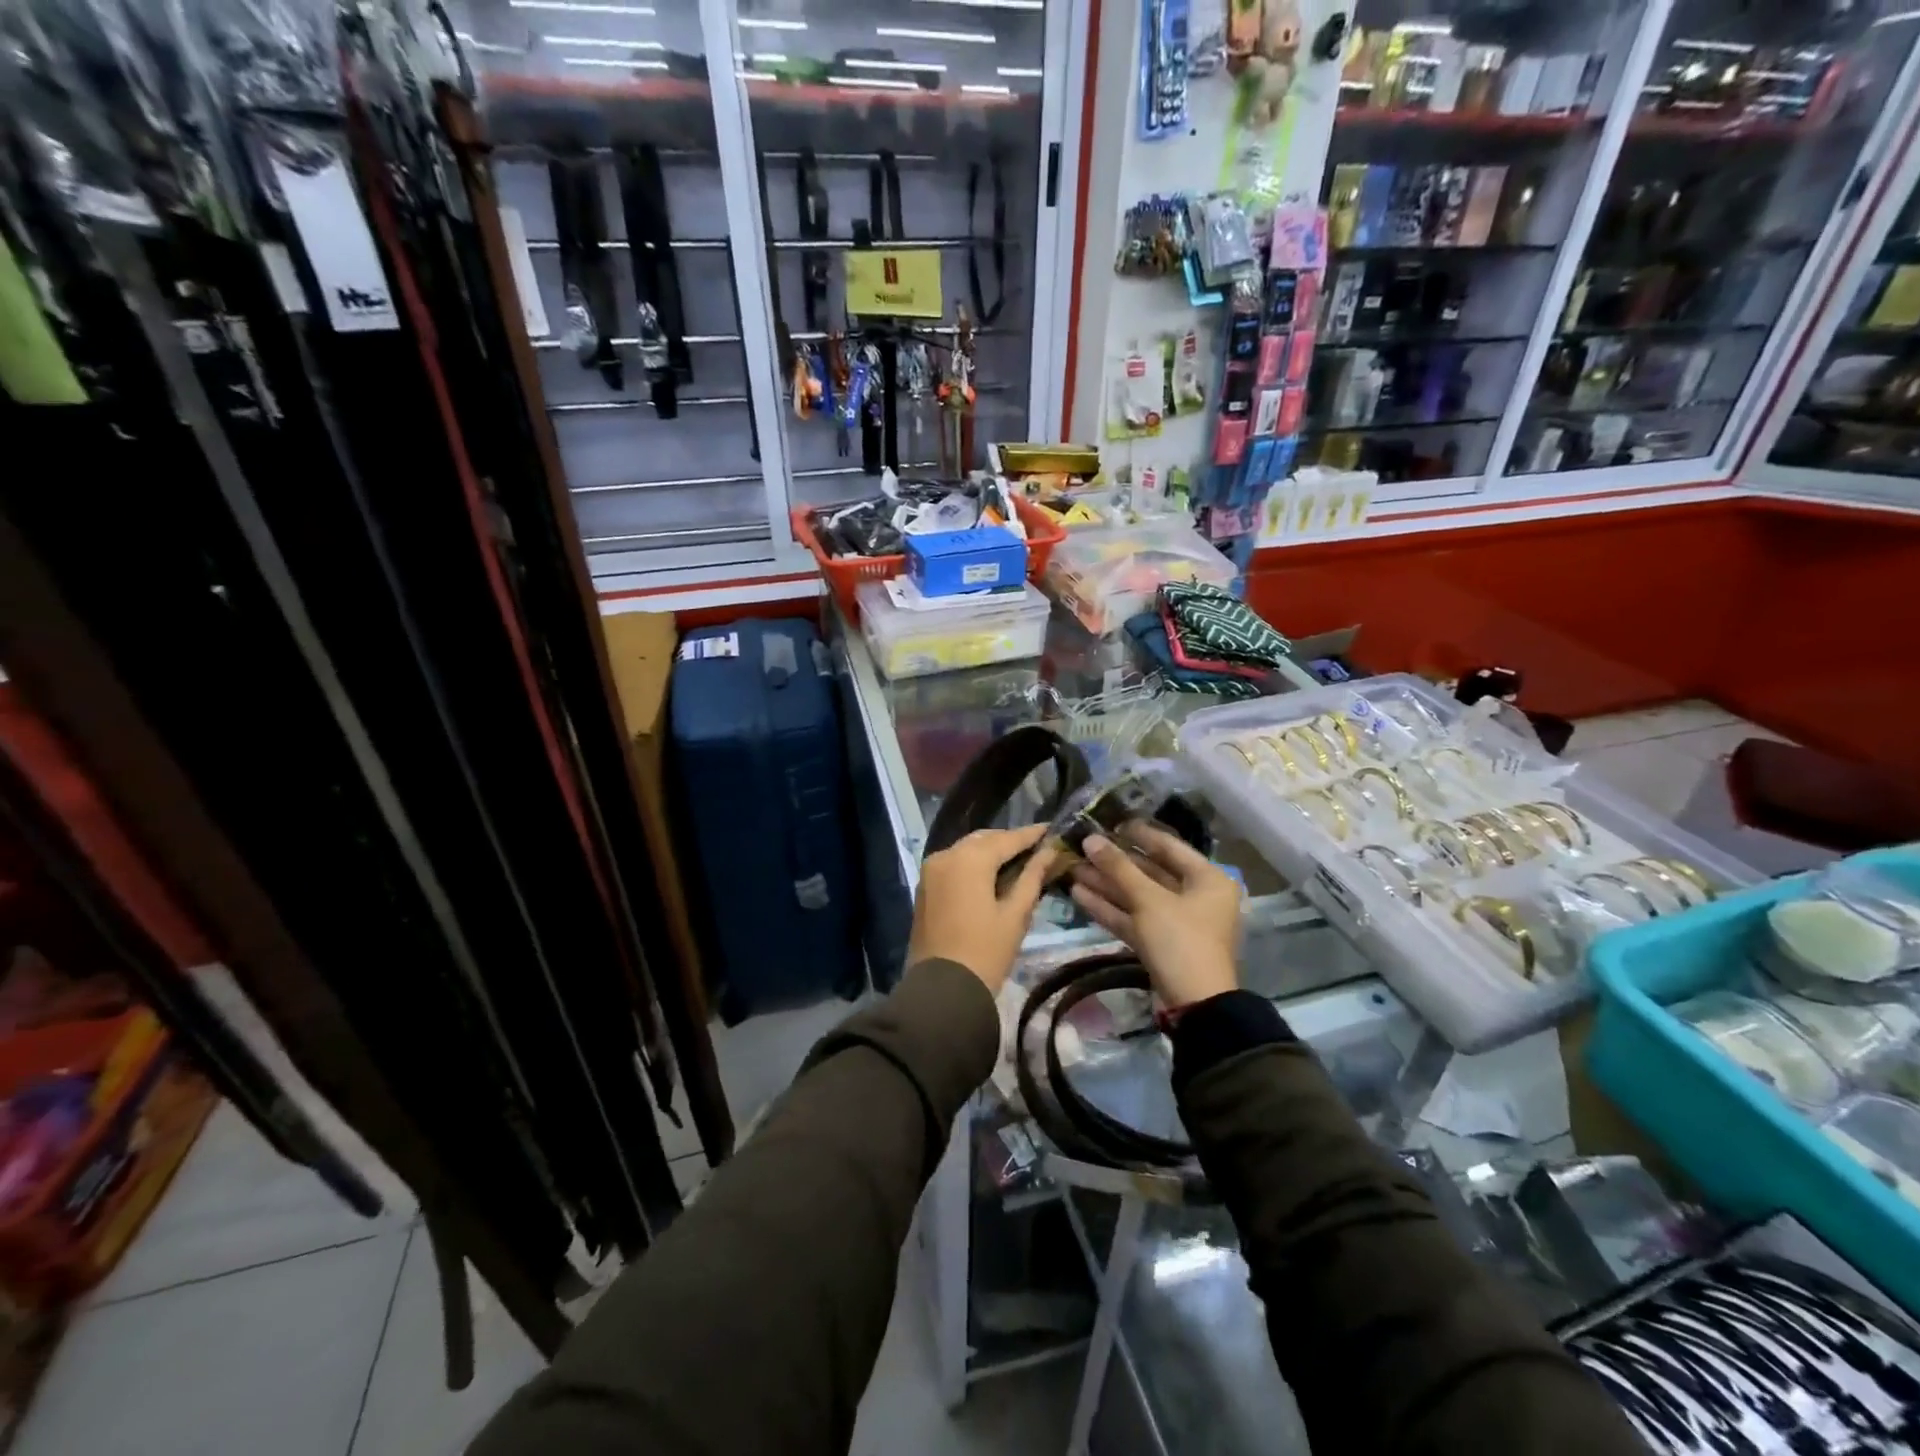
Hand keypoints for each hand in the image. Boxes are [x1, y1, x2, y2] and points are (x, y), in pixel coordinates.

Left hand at [908, 824, 1056, 994]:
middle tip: (1036, 849)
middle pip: (984, 840)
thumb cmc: (986, 952)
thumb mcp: (1016, 914)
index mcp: (970, 858)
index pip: (1007, 839)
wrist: (942, 990)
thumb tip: (1049, 852)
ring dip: (990, 852)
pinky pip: (953, 864)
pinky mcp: (924, 886)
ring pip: (967, 850)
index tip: (1052, 829)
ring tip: (1017, 862)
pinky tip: (991, 876)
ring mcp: (931, 870)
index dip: (1031, 835)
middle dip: (1009, 842)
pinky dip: (973, 864)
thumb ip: (1032, 877)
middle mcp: (946, 855)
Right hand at [1070, 824, 1241, 1008]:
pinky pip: (1133, 918)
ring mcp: (1177, 922)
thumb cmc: (1181, 941)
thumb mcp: (1149, 900)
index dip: (1138, 834)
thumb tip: (1090, 839)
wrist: (1195, 1006)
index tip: (1109, 822)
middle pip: (1150, 872)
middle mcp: (1196, 897)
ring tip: (1072, 869)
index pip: (1169, 846)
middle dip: (1114, 863)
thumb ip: (1118, 868)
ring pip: (1137, 896)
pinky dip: (1109, 908)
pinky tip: (1079, 895)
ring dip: (1106, 884)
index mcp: (1207, 879)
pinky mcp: (1160, 943)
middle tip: (1082, 847)